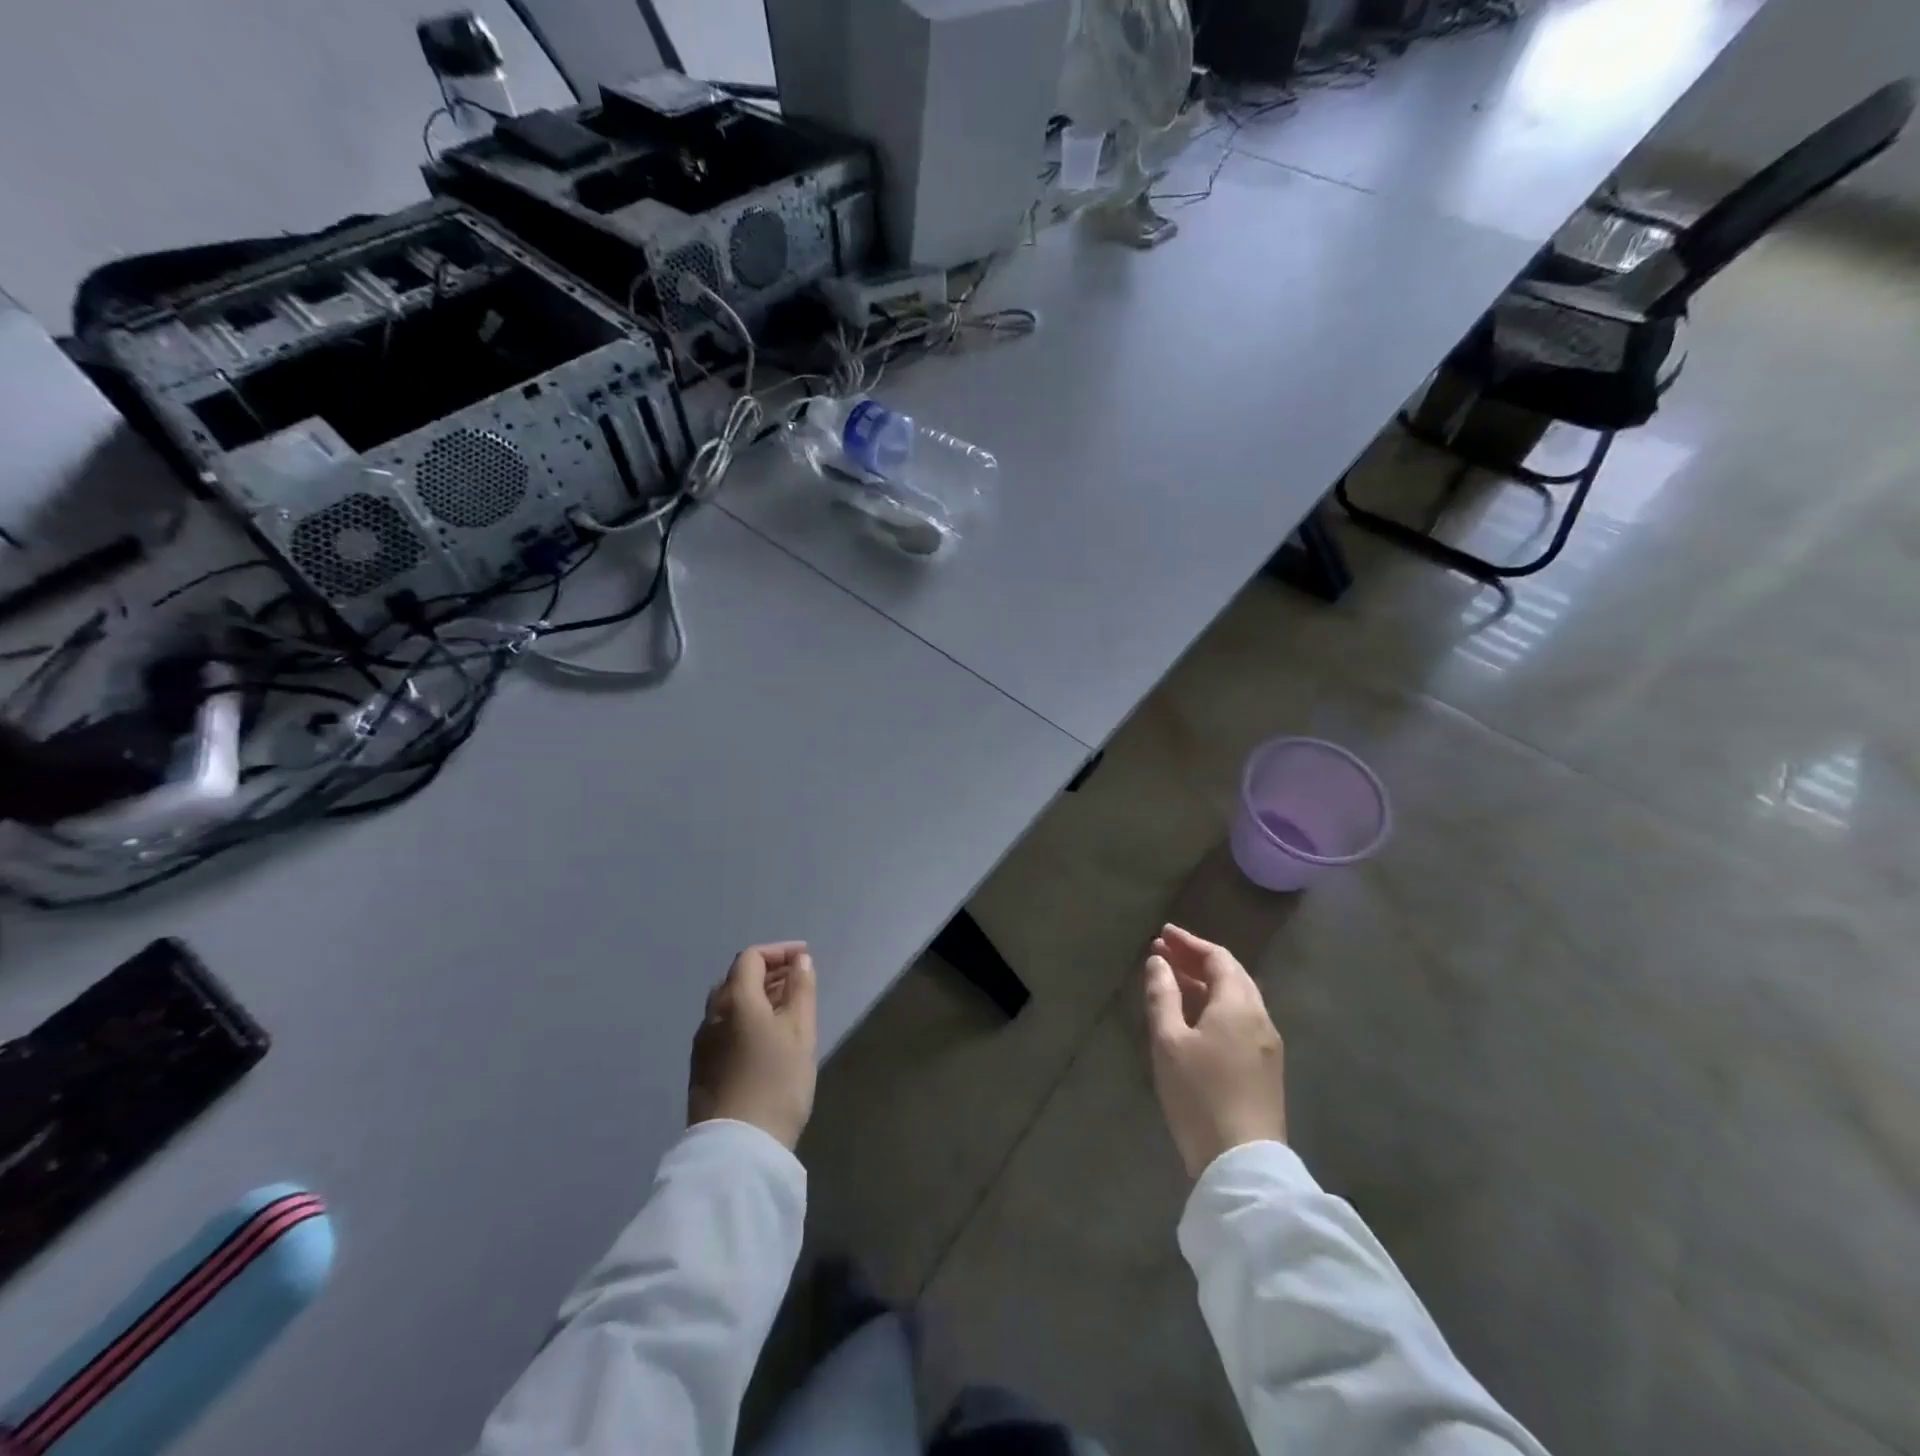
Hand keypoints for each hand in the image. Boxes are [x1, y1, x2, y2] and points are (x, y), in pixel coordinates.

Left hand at [689, 942, 818, 1148]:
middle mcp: (712, 1015)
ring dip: (756, 996)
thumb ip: (801, 990)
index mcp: (736, 1000)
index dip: (778, 951)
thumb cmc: (777, 1082)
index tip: (804, 958)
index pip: (751, 958)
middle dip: (768, 971)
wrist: (738, 1148)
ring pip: (729, 1005)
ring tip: (785, 1008)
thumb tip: (800, 961)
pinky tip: (764, 1037)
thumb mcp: (801, 1032)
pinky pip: (724, 1027)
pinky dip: (745, 1017)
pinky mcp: (701, 1069)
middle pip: (737, 978)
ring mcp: (703, 1044)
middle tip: (797, 980)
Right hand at [1143, 924, 1286, 1178]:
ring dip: (1205, 985)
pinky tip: (1194, 1018)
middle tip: (1164, 953)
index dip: (1189, 942)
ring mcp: (1267, 1045)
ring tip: (1173, 981)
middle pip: (1231, 975)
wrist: (1242, 1162)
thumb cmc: (1199, 1093)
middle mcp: (1259, 1017)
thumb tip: (1159, 962)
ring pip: (1236, 999)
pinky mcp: (1265, 1069)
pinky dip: (1215, 1006)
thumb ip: (1162, 995)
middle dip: (1196, 960)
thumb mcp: (1169, 1041)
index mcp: (1238, 1004)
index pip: (1217, 958)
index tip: (1163, 933)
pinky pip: (1240, 1021)